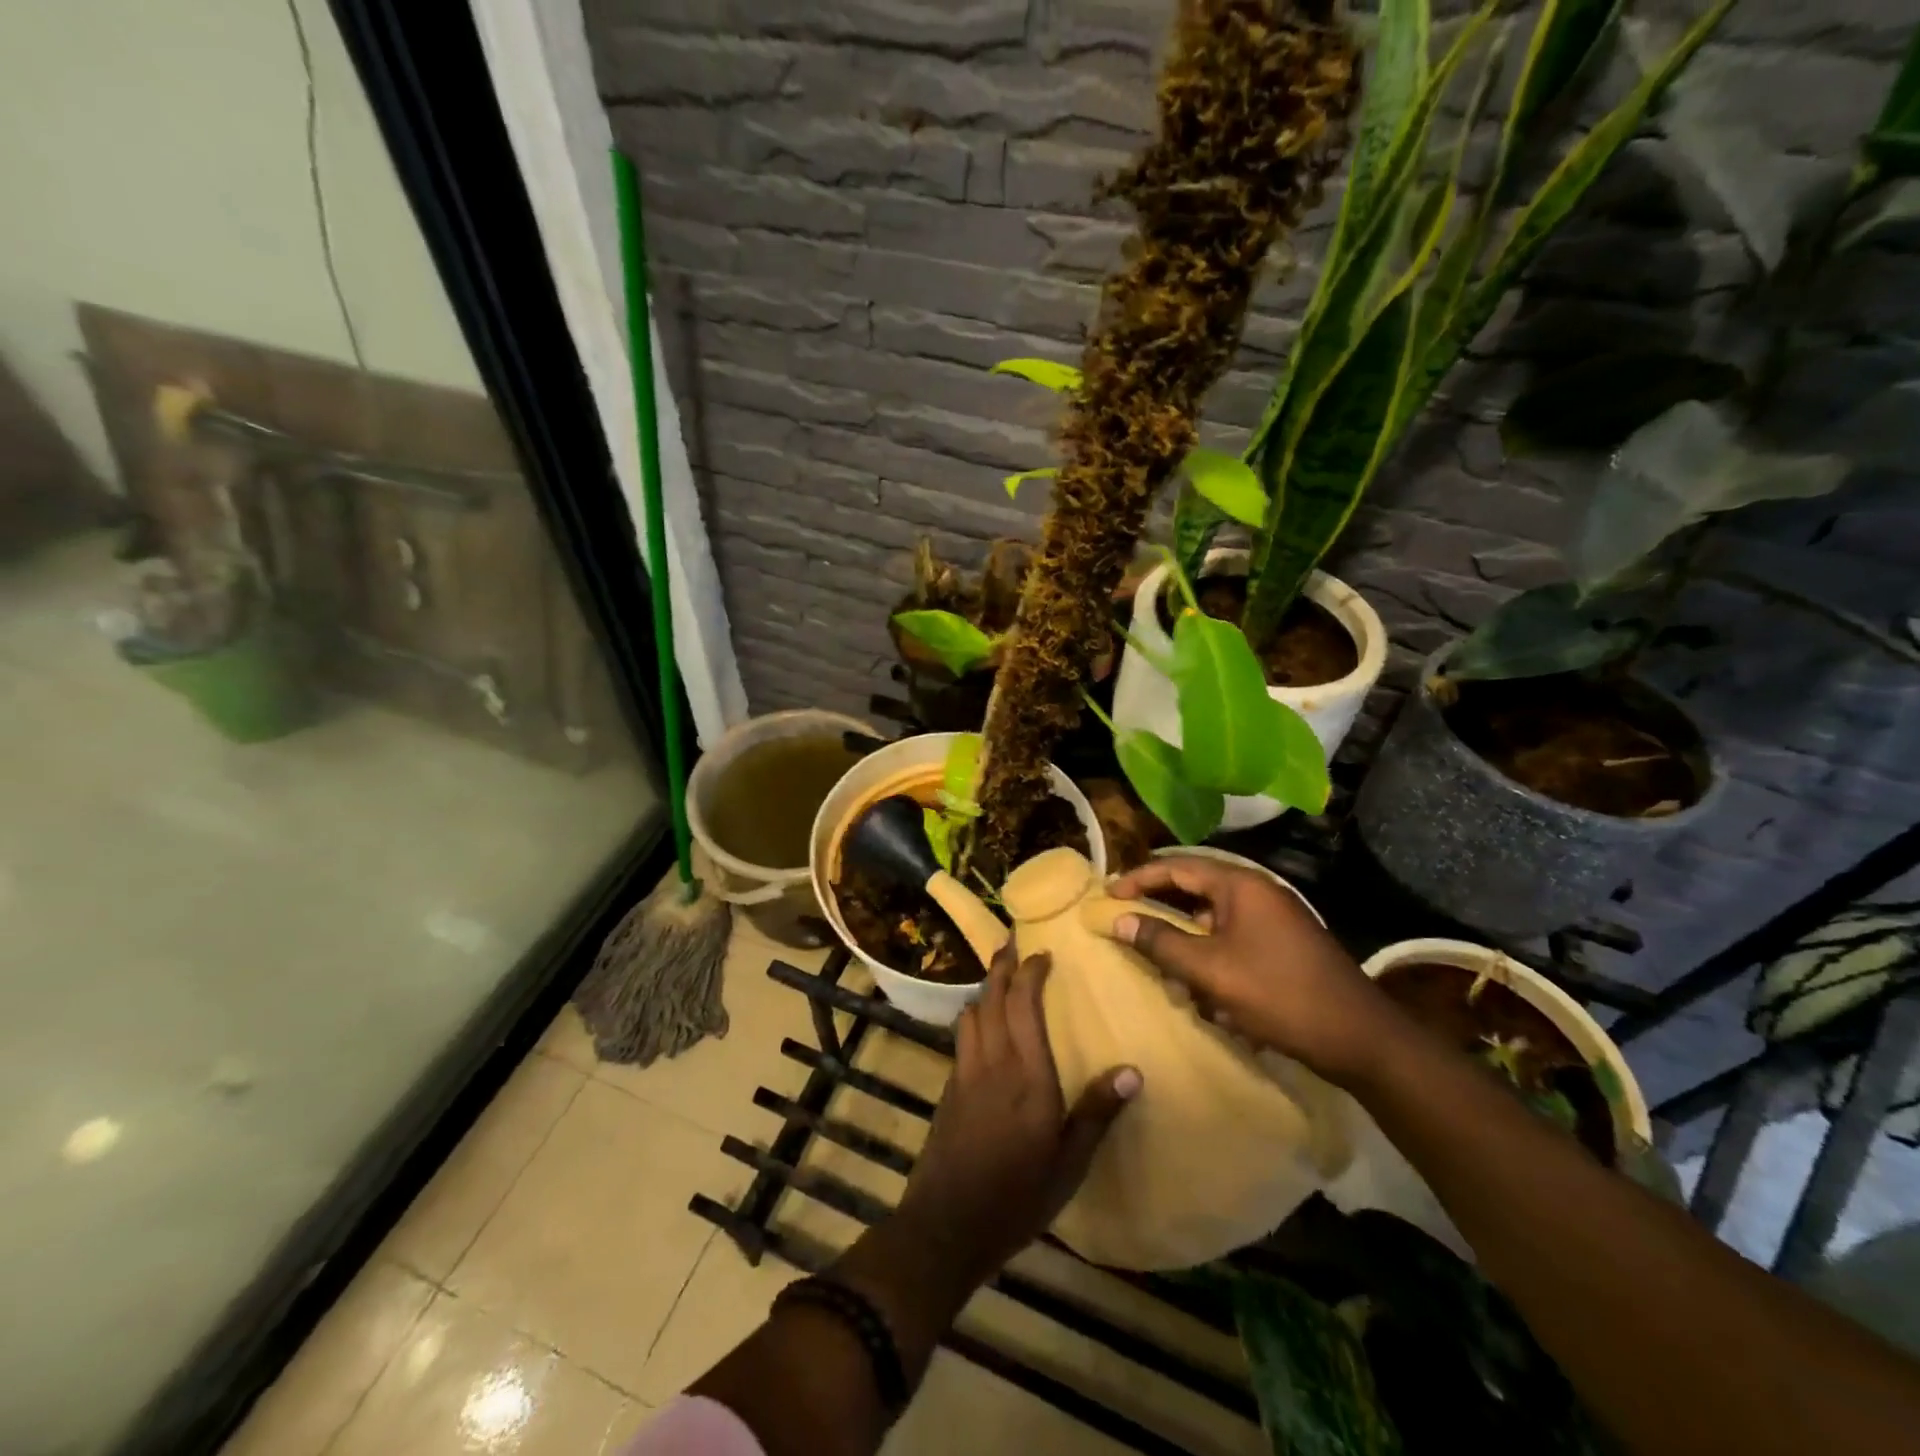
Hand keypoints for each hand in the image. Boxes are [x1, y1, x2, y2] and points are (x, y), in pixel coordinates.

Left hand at [896, 943, 1140, 1286]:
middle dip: (1000, 966)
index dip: (1030, 972)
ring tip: (997, 979)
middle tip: (1010, 944)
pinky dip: (973, 1018)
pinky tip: (980, 1027)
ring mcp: (965, 1074)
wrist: (947, 1224)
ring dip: (984, 990)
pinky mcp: (949, 1090)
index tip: (1042, 954)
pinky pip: (961, 1038)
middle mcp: (993, 1062)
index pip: (1024, 1004)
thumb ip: (1097, 1113)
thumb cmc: (1017, 1195)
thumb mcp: (1070, 1163)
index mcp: (1027, 1075)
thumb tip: (1133, 1070)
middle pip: (992, 998)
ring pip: (971, 1014)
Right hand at [1108, 855, 1402, 1087]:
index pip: (1176, 867)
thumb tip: (1118, 919)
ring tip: (1168, 973)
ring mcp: (1273, 918)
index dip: (1138, 878)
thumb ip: (1161, 942)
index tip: (1108, 894)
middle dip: (1161, 913)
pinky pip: (1233, 941)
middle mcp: (1257, 892)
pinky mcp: (1282, 945)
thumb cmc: (1279, 994)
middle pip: (1194, 890)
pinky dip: (1212, 960)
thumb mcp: (1210, 970)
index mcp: (1240, 884)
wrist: (1360, 1037)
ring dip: (1187, 944)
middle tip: (1128, 927)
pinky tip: (1208, 997)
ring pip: (1212, 920)